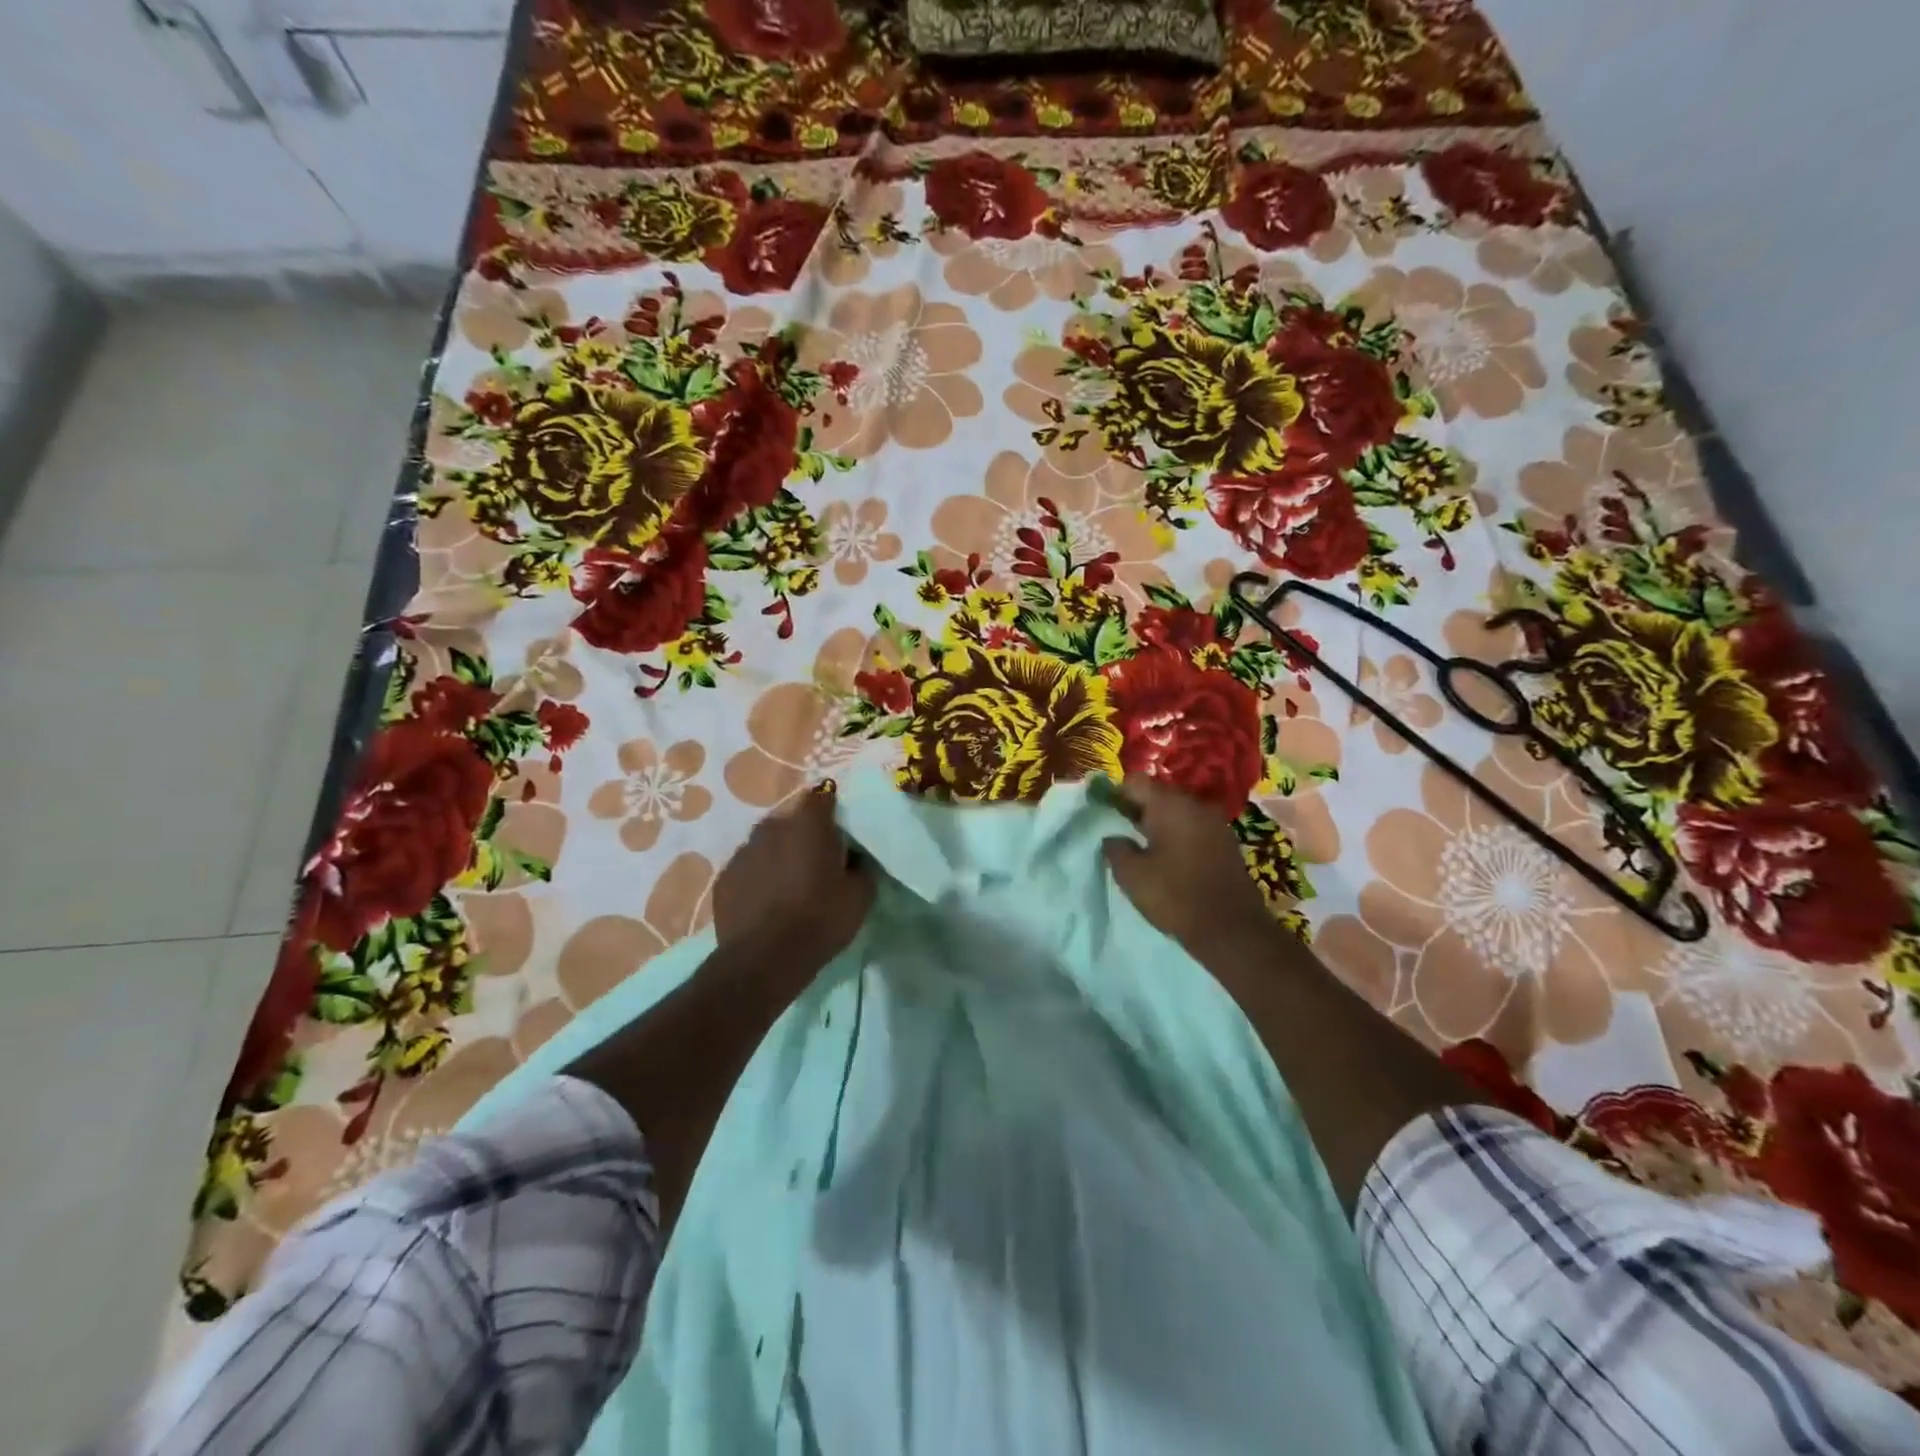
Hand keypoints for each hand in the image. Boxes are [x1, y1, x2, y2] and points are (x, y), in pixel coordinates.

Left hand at [713, 786, 874, 959]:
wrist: (765, 959)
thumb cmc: (820, 919)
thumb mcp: (860, 894)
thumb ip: (861, 866)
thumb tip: (854, 857)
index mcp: (809, 823)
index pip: (824, 796)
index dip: (834, 811)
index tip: (842, 833)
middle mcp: (772, 826)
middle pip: (793, 820)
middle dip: (805, 835)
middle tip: (819, 863)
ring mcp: (743, 851)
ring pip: (768, 844)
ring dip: (780, 856)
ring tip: (791, 885)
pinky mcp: (724, 877)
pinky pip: (748, 868)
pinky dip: (759, 878)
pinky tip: (768, 903)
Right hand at [1102, 776, 1274, 958]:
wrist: (1231, 930)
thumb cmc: (1175, 896)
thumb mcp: (1131, 875)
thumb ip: (1115, 848)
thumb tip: (1113, 837)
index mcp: (1169, 805)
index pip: (1135, 782)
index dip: (1116, 795)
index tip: (1106, 816)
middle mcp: (1195, 805)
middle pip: (1158, 794)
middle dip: (1138, 809)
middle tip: (1121, 833)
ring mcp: (1215, 823)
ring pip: (1177, 812)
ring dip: (1160, 824)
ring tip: (1144, 849)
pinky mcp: (1227, 843)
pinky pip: (1194, 828)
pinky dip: (1179, 836)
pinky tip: (1170, 860)